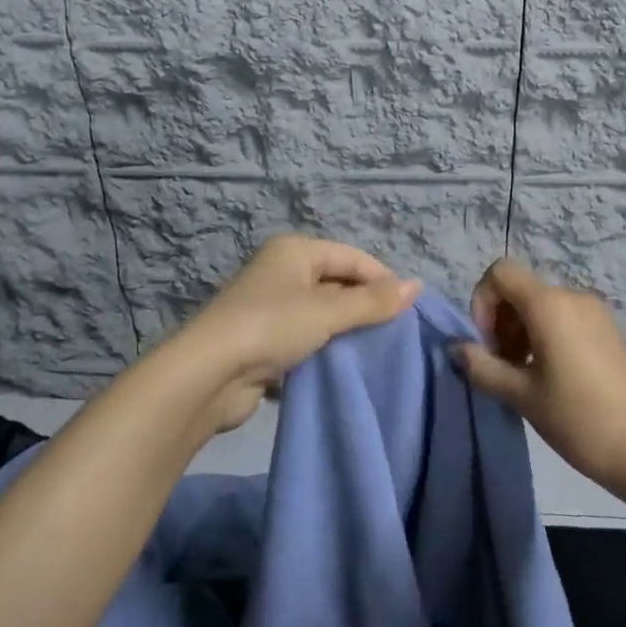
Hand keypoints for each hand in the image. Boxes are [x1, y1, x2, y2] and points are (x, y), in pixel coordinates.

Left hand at [164, 235, 420, 433]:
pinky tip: (343, 367)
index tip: (409, 309)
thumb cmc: (272, 327)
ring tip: (376, 352)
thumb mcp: (327, 312)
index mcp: (295, 251)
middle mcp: (282, 272)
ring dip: (344, 332)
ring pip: (322, 314)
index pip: (352, 257)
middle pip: (337, 283)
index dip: (382, 279)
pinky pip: (305, 339)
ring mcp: (270, 307)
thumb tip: (417, 286)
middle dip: (364, 306)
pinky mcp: (263, 341)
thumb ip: (373, 301)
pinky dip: (323, 350)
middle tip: (395, 333)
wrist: (208, 375)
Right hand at [456, 259, 625, 495]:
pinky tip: (549, 376)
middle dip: (500, 321)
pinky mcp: (606, 330)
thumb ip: (483, 367)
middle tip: (502, 366)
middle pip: (520, 289)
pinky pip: (562, 317)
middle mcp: (572, 297)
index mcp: (549, 304)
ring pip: (540, 305)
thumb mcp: (521, 395)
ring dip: (520, 331)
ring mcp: (594, 312)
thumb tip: (456, 349)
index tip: (487, 345)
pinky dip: (544, 336)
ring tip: (523, 376)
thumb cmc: (578, 418)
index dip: (482, 302)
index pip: (500, 273)